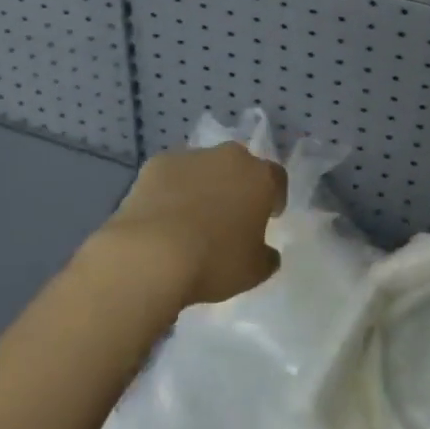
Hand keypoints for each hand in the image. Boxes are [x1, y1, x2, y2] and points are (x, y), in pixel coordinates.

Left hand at [87, 142, 287, 309]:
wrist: (152, 254)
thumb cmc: (214, 262)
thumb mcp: (253, 272)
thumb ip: (266, 257)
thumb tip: (267, 252)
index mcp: (259, 177)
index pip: (277, 178)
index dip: (275, 197)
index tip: (269, 216)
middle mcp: (229, 157)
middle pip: (240, 166)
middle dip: (238, 186)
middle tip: (229, 217)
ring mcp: (191, 156)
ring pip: (204, 168)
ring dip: (203, 186)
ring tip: (191, 220)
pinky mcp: (157, 163)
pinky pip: (172, 175)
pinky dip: (172, 190)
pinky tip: (163, 217)